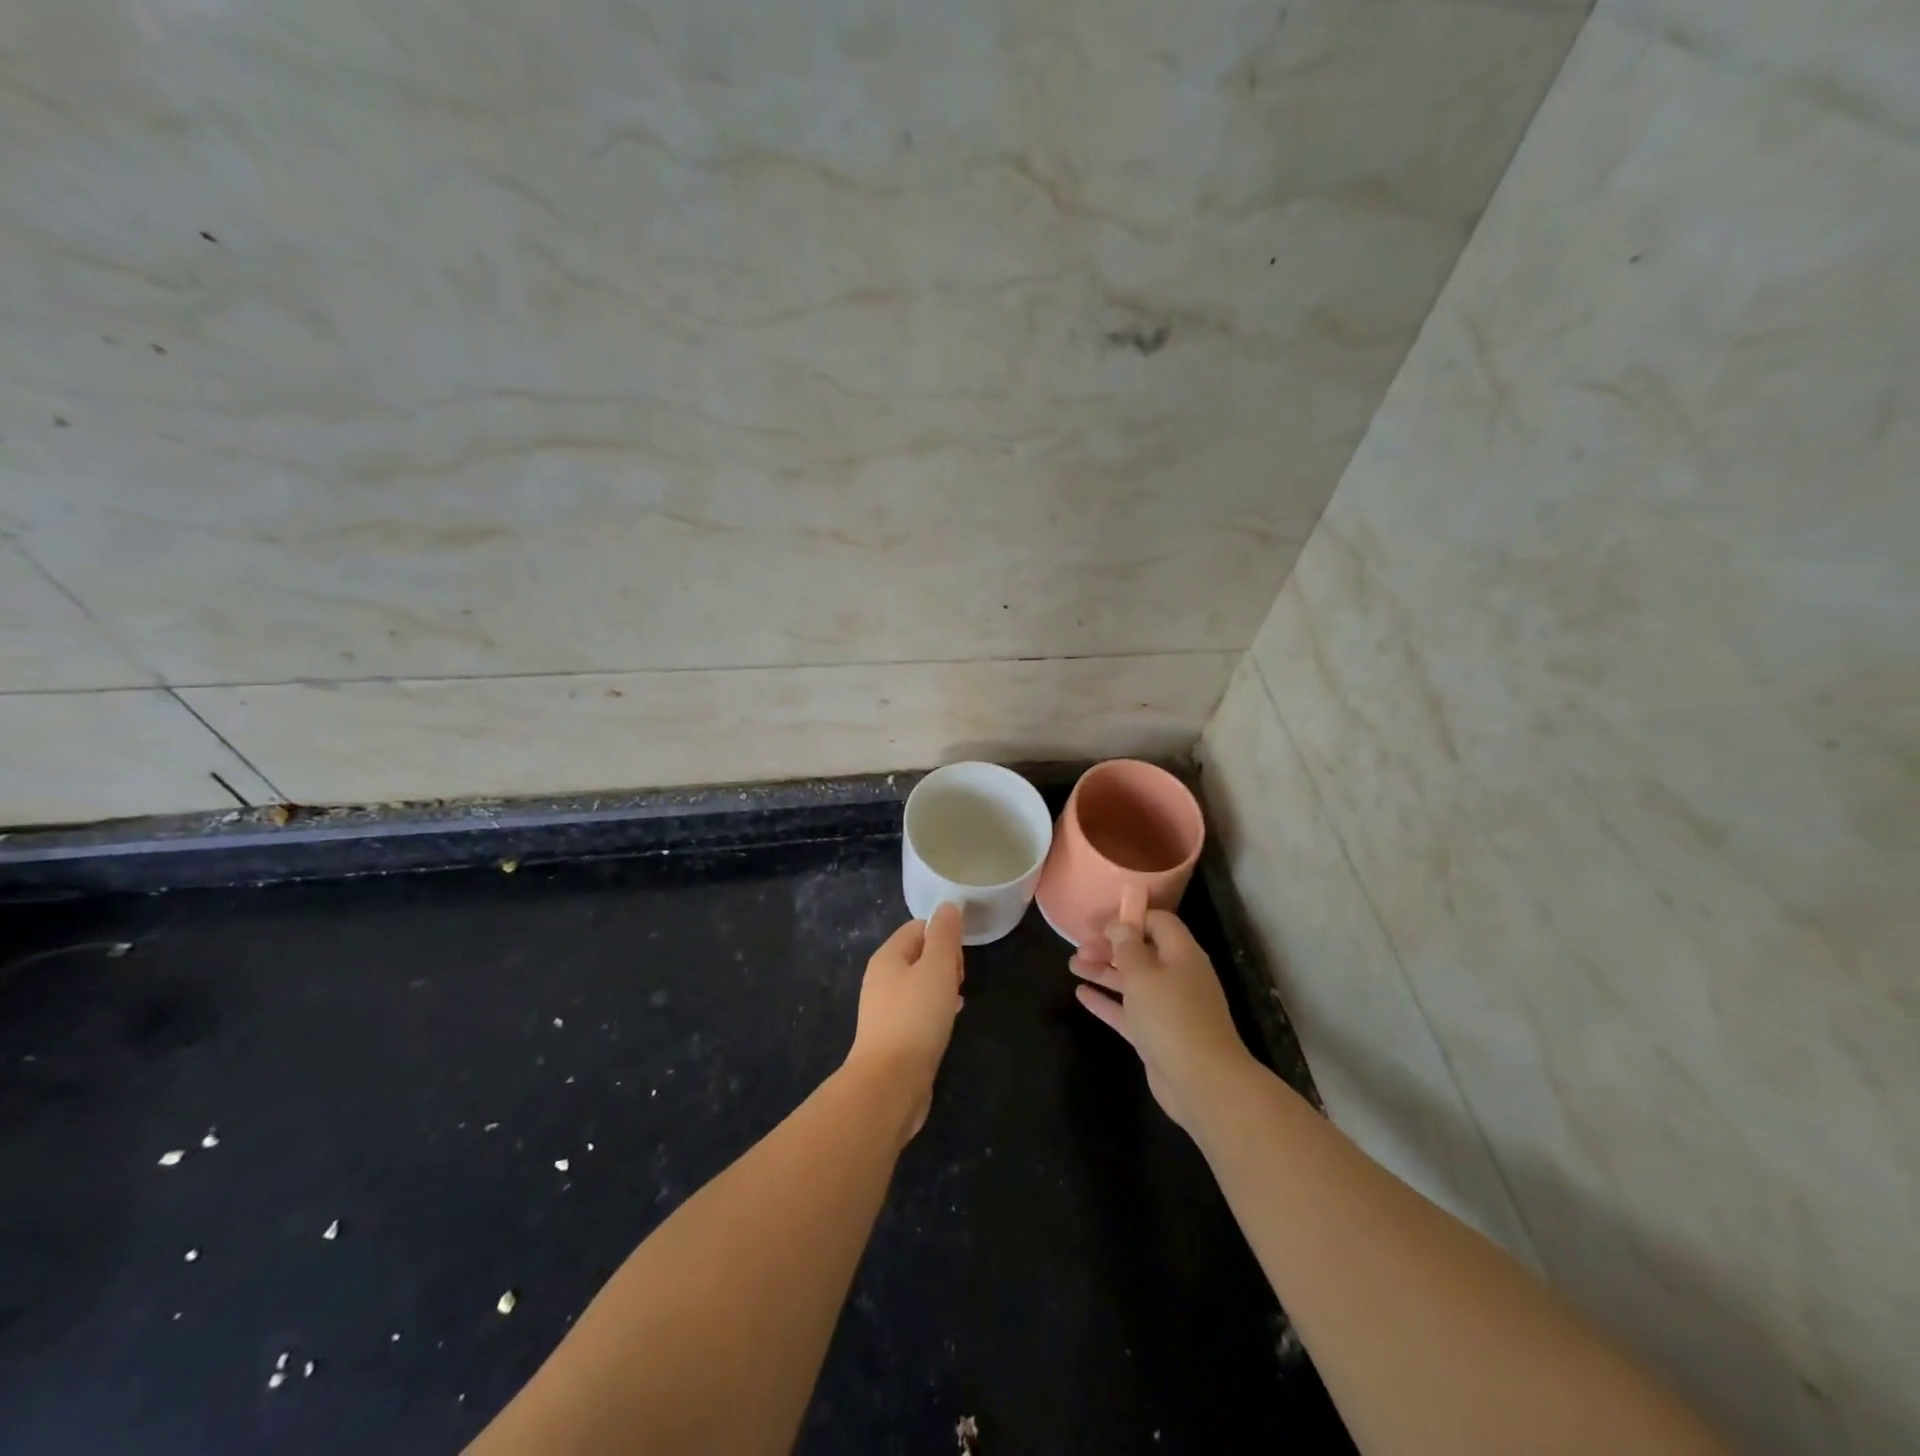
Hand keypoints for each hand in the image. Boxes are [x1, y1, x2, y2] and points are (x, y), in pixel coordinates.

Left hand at [847, 903, 964, 1139]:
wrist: (890, 1083)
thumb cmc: (916, 1017)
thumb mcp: (937, 968)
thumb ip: (944, 935)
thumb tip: (947, 906)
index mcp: (887, 956)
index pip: (918, 928)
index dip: (943, 936)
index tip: (960, 959)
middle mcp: (881, 979)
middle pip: (918, 955)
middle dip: (945, 962)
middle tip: (959, 982)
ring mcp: (884, 1009)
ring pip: (919, 985)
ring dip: (942, 987)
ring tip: (957, 1002)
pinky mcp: (892, 1036)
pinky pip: (917, 1011)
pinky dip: (934, 1011)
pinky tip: (947, 1024)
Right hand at [1070, 910, 1253, 1134]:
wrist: (1202, 1082)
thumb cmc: (1171, 1017)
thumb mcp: (1143, 975)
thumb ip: (1127, 947)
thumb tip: (1121, 925)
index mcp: (1181, 954)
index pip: (1158, 922)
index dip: (1129, 918)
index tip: (1099, 924)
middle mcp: (1177, 976)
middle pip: (1141, 951)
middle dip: (1110, 947)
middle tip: (1079, 948)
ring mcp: (1168, 1007)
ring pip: (1132, 981)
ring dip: (1103, 971)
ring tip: (1072, 965)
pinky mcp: (1157, 1034)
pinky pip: (1128, 1010)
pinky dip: (1106, 1001)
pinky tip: (1081, 994)